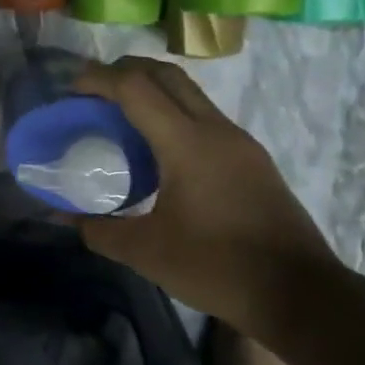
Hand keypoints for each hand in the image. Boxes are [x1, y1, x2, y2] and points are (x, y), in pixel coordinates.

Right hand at [72, 57, 341, 326]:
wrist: (300, 294)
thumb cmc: (218, 268)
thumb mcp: (147, 253)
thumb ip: (99, 230)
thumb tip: (64, 216)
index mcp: (187, 143)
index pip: (135, 87)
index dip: (98, 79)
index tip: (71, 90)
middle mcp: (215, 129)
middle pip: (165, 74)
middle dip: (124, 71)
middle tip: (92, 92)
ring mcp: (239, 141)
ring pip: (188, 93)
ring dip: (151, 90)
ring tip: (119, 116)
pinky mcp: (252, 158)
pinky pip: (203, 116)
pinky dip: (172, 113)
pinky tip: (157, 149)